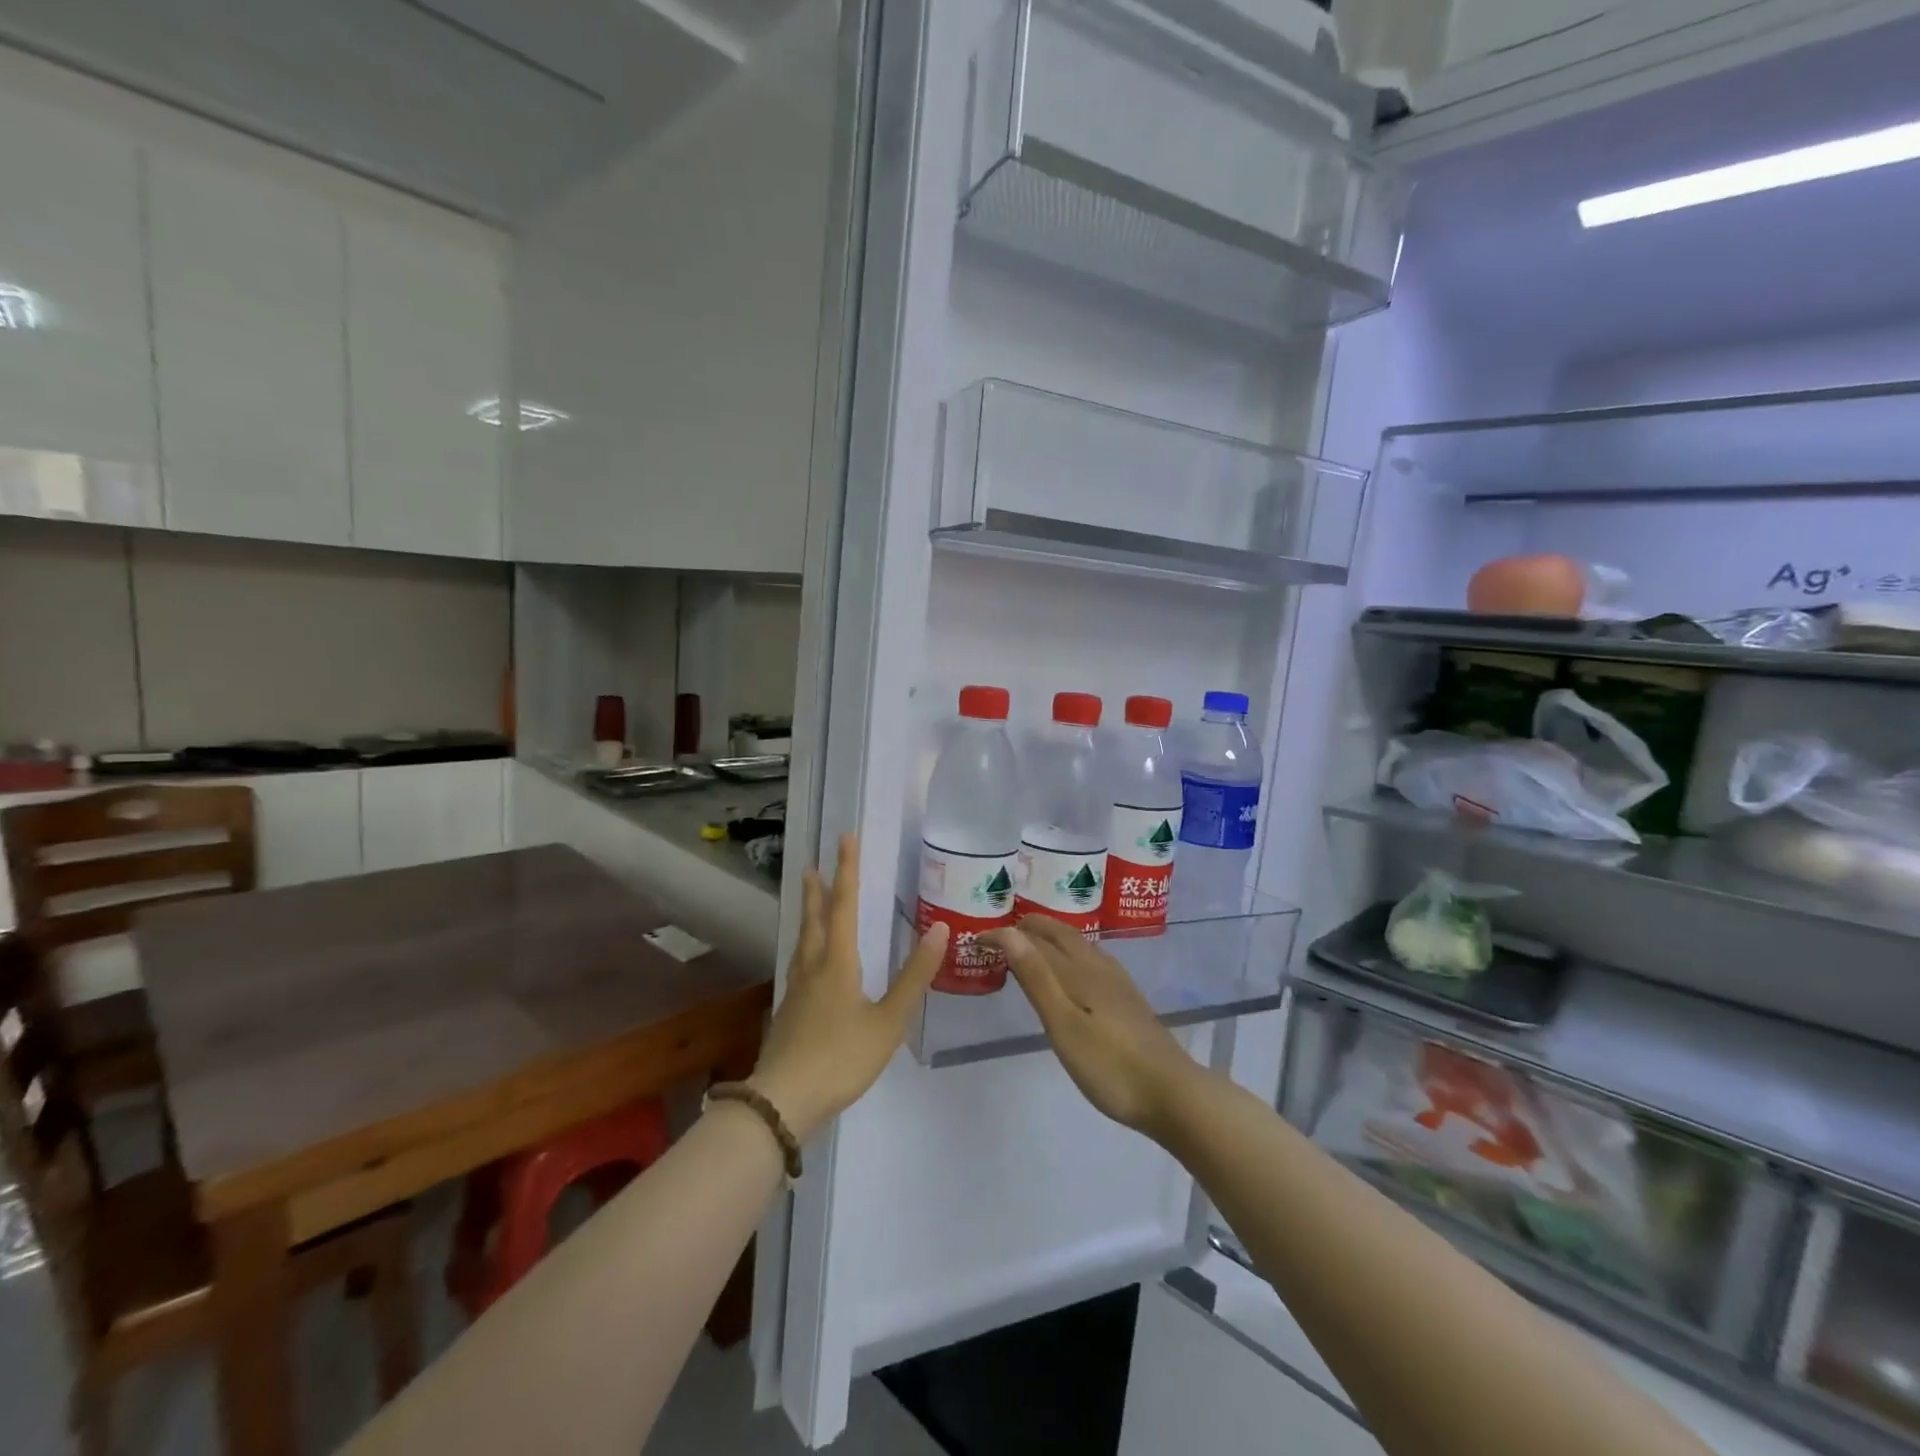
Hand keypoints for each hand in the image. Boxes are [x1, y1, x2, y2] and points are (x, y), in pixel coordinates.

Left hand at [747, 835, 946, 1141]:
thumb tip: (939, 929)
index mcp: (837, 962)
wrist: (784, 1101)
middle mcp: (813, 966)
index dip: (847, 869)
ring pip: (803, 939)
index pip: (843, 904)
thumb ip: (914, 976)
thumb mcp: (889, 1020)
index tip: (845, 838)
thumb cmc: (841, 1057)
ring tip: (811, 900)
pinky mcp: (789, 1010)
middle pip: (814, 918)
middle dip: (817, 888)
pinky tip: (808, 959)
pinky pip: (799, 961)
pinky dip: (806, 943)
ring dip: (809, 913)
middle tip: (813, 863)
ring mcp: (796, 989)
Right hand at [987, 917, 1204, 1137]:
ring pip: (1080, 945)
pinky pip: (1092, 960)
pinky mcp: (1129, 1001)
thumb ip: (1037, 977)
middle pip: (1062, 935)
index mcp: (1078, 972)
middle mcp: (1098, 968)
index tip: (977, 938)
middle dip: (1032, 926)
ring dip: (1052, 937)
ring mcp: (1118, 984)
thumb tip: (1009, 933)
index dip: (1005, 936)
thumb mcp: (1064, 1024)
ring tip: (1033, 942)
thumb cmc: (1110, 1065)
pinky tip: (1077, 970)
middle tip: (1004, 929)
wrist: (1172, 1093)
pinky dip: (1072, 952)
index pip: (1034, 941)